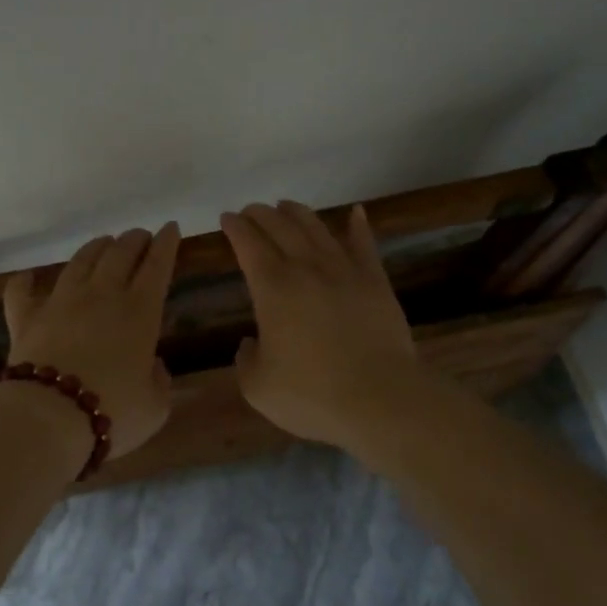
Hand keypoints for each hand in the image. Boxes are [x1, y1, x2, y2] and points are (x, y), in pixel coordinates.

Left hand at [2, 224, 180, 459]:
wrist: (49, 416)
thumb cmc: (112, 411)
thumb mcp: (154, 406)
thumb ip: (159, 382)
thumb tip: (153, 367)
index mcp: (140, 311)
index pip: (157, 266)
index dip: (166, 244)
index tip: (170, 228)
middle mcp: (102, 295)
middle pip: (120, 254)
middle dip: (134, 240)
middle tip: (140, 236)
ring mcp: (61, 301)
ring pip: (80, 261)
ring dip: (95, 248)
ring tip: (103, 242)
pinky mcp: (27, 316)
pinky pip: (22, 291)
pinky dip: (26, 282)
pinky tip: (28, 278)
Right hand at [221, 201, 423, 450]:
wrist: (380, 399)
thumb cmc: (312, 395)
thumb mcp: (258, 387)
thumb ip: (246, 360)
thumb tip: (250, 344)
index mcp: (272, 288)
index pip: (248, 244)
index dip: (235, 227)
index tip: (227, 218)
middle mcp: (306, 268)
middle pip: (280, 227)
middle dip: (261, 214)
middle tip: (250, 211)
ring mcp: (345, 271)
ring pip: (317, 228)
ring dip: (298, 213)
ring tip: (286, 206)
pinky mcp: (375, 282)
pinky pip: (364, 245)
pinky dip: (358, 225)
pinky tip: (355, 213)